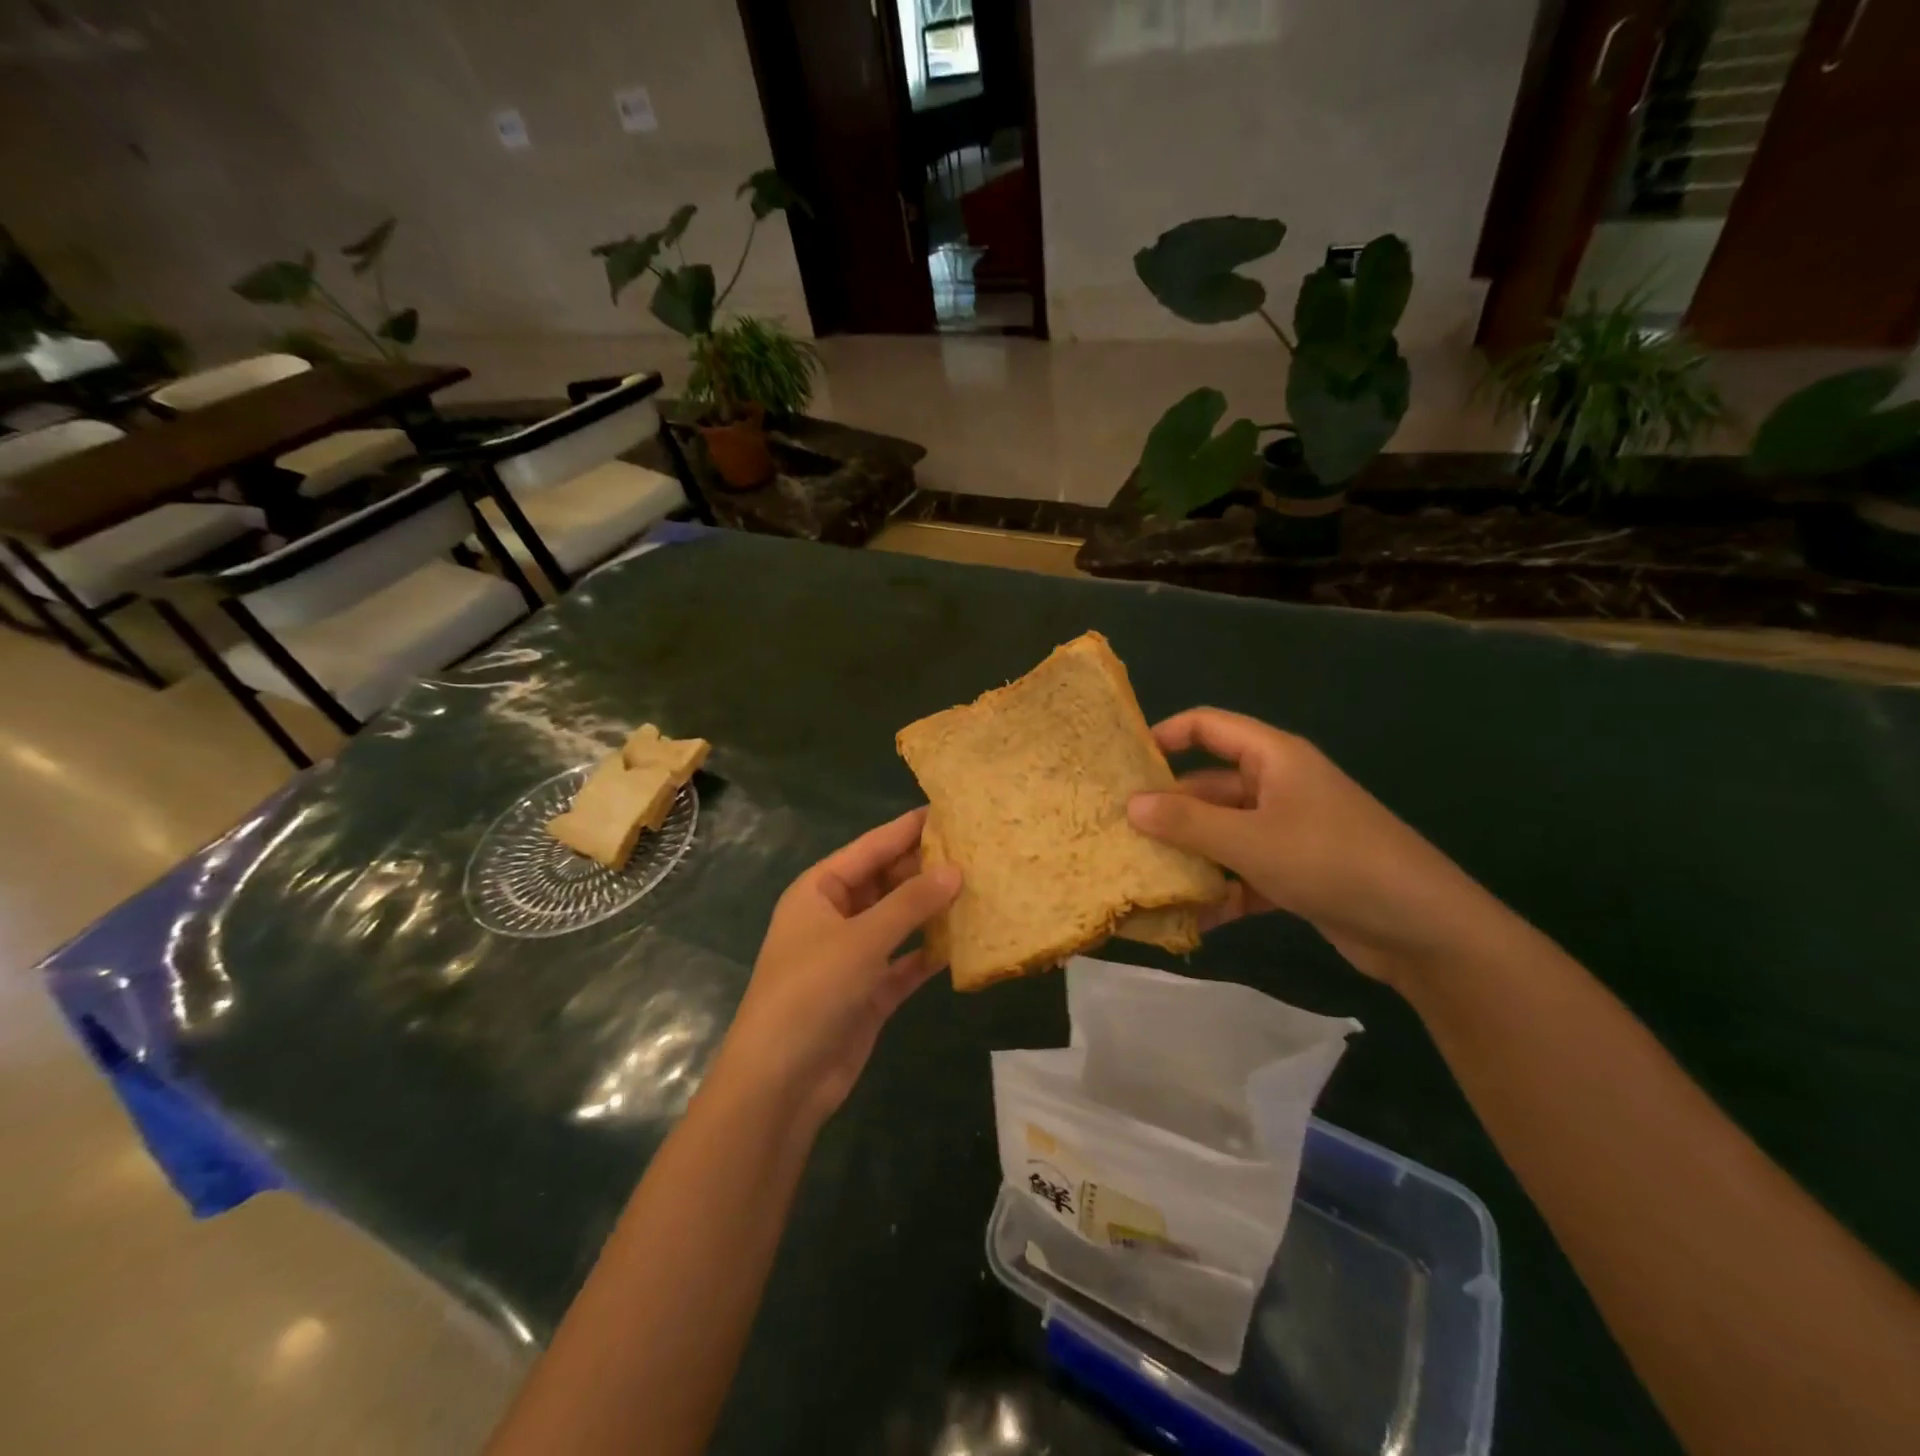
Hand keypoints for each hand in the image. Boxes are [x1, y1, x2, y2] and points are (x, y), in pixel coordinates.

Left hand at [707, 808, 960, 1130]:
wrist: (780, 1082)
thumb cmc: (811, 992)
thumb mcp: (861, 939)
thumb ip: (910, 903)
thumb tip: (956, 869)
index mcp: (819, 890)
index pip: (870, 848)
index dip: (907, 829)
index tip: (949, 810)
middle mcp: (835, 916)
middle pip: (886, 882)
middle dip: (925, 869)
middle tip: (977, 851)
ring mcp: (852, 956)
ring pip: (899, 921)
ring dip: (931, 909)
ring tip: (979, 888)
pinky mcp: (869, 992)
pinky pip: (905, 961)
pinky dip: (929, 952)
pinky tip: (965, 941)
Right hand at [1128, 709, 1501, 983]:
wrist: (1422, 928)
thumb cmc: (1331, 861)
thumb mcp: (1250, 840)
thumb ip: (1187, 822)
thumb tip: (1131, 805)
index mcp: (1273, 758)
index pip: (1209, 726)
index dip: (1166, 735)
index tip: (1125, 763)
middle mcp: (1279, 786)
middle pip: (1210, 786)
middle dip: (1169, 810)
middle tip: (1120, 832)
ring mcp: (1289, 830)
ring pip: (1224, 832)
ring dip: (1191, 855)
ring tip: (1144, 877)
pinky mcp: (1297, 871)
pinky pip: (1245, 871)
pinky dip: (1222, 890)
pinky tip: (1195, 918)